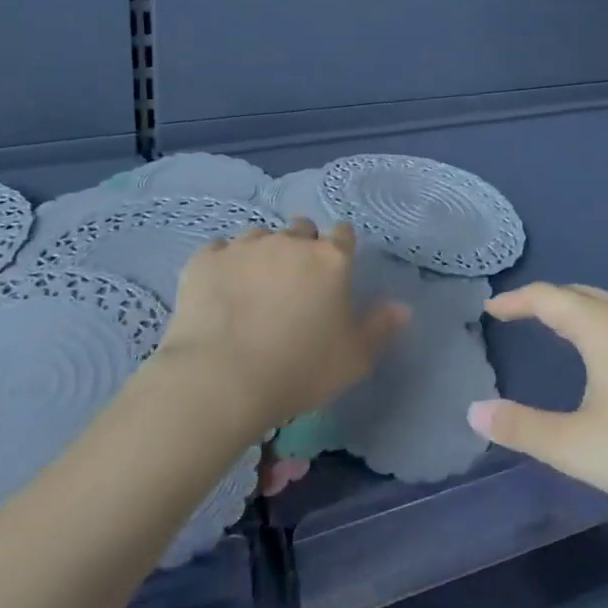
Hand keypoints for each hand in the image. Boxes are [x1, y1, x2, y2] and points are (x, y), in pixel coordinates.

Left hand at [156, 219, 408, 440]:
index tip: (334, 269)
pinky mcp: (205, 259)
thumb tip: (402, 307)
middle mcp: (289, 242)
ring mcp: (244, 246)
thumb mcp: (354, 359)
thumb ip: (380, 328)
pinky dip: (224, 264)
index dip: (340, 247)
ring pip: (259, 235)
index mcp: (330, 260)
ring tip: (254, 286)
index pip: (343, 234)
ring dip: (262, 253)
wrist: (223, 378)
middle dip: (301, 246)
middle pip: (301, 229)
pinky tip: (221, 290)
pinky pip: (219, 250)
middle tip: (295, 282)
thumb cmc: (300, 370)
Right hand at [467, 283, 607, 535]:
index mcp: (604, 328)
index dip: (516, 301)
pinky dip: (605, 329)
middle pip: (581, 295)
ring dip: (579, 314)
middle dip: (546, 301)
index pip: (548, 298)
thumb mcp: (576, 446)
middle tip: (519, 315)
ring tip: (559, 333)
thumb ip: (522, 428)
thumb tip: (474, 412)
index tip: (491, 309)